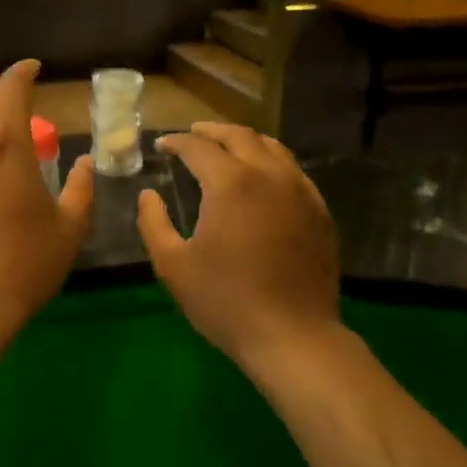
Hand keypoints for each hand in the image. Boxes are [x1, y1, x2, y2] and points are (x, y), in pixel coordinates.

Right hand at [136, 122, 341, 369]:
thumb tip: (148, 195)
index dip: (176, 142)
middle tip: (193, 135)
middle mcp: (269, 175)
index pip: (199, 147)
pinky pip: (294, 172)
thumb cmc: (225, 301)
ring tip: (227, 147)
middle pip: (240, 136)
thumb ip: (153, 223)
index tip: (162, 146)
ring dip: (245, 141)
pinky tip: (263, 178)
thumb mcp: (173, 265)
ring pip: (273, 148)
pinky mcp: (319, 211)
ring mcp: (301, 191)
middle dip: (212, 131)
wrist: (292, 335)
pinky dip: (272, 163)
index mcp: (231, 183)